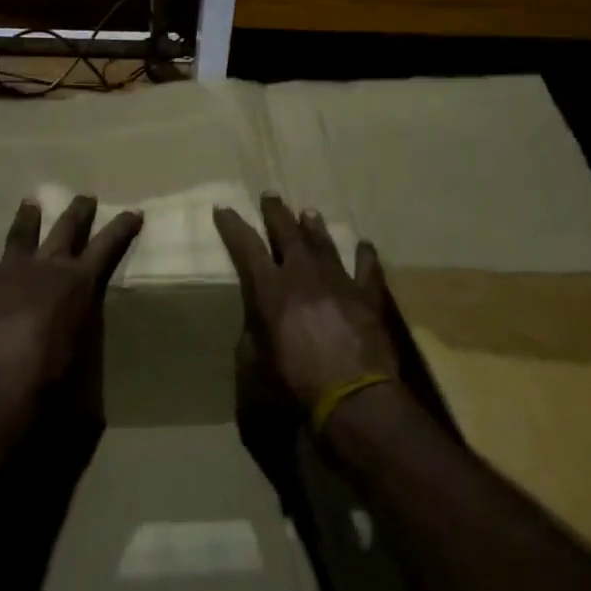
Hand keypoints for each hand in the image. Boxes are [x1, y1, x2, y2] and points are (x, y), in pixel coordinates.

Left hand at [0, 196, 142, 398]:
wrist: (0, 376)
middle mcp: (48, 266)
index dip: (122, 228)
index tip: (133, 211)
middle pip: (66, 229)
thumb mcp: (84, 347)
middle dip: (78, 211)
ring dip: (27, 217)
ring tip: (30, 201)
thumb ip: (84, 327)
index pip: (108, 246)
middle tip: (84, 196)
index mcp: (80, 282)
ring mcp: (12, 269)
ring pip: (22, 234)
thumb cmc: (52, 371)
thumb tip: (86, 330)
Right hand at [213, 194, 398, 412]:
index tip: (223, 208)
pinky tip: (364, 244)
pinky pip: (366, 269)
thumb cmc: (295, 383)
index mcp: (271, 290)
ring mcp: (338, 282)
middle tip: (270, 195)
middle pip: (287, 234)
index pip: (246, 248)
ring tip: (308, 212)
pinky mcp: (367, 297)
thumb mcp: (255, 364)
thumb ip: (252, 336)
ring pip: (324, 244)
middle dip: (276, 213)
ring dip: (314, 227)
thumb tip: (255, 323)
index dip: (233, 227)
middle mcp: (303, 276)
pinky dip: (364, 256)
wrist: (353, 396)